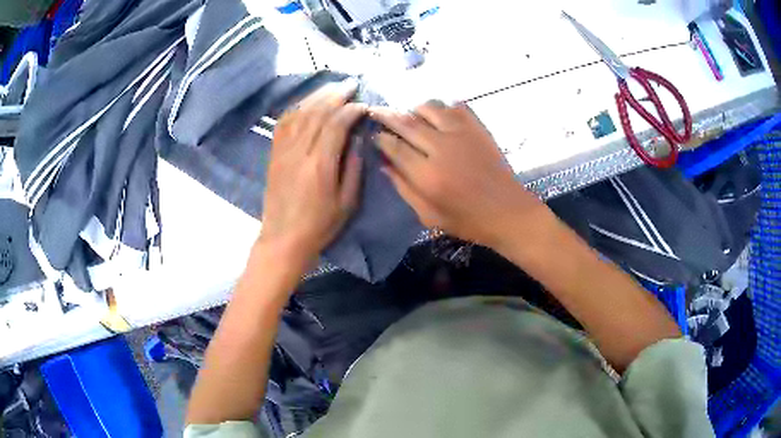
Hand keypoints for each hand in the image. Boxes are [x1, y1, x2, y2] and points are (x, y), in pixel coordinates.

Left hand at [259, 79, 365, 264]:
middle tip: (351, 84)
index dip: (351, 110)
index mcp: (320, 165)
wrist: (283, 239)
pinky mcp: (274, 154)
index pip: (336, 124)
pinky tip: (307, 102)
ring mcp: (283, 151)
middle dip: (336, 94)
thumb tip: (357, 138)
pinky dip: (296, 107)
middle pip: (317, 112)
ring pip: (299, 113)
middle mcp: (299, 151)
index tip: (364, 105)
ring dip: (317, 96)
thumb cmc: (319, 225)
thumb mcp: (347, 202)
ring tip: (332, 87)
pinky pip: (283, 123)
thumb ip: (353, 167)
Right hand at [370, 101, 544, 247]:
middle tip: (376, 111)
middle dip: (387, 115)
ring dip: (414, 110)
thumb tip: (384, 165)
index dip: (380, 138)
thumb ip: (404, 189)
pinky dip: (443, 108)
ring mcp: (462, 134)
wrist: (508, 211)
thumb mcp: (429, 215)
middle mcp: (441, 148)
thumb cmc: (468, 220)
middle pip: (407, 122)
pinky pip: (455, 107)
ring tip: (411, 116)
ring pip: (429, 108)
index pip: (395, 147)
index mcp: (428, 175)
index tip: (373, 134)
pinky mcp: (478, 128)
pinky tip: (439, 117)